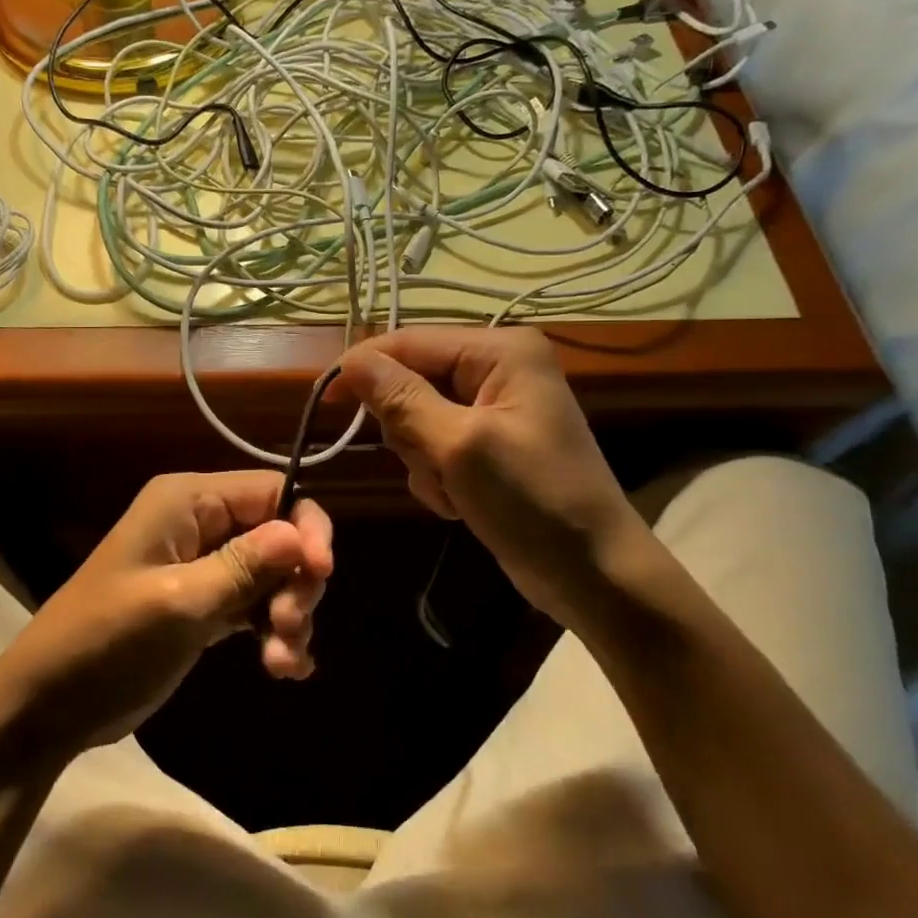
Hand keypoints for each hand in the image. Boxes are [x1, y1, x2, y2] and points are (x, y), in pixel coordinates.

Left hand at [0, 472, 332, 759]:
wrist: (49, 705)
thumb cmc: (106, 641)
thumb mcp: (178, 604)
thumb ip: (242, 567)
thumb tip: (300, 533)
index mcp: (187, 501)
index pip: (271, 491)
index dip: (305, 526)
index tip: (321, 573)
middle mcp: (199, 524)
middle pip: (278, 533)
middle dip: (295, 579)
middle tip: (290, 627)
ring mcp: (202, 566)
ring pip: (272, 574)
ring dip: (288, 614)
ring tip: (281, 661)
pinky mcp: (204, 605)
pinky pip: (255, 606)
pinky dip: (273, 633)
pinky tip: (284, 669)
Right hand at [333, 327, 646, 624]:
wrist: (593, 574)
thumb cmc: (533, 500)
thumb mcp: (459, 446)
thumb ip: (401, 398)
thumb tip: (349, 359)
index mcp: (500, 351)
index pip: (410, 342)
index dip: (363, 367)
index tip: (324, 402)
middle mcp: (496, 369)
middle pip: (410, 381)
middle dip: (410, 430)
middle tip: (436, 463)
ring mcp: (491, 409)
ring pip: (415, 420)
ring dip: (424, 461)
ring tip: (458, 489)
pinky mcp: (485, 445)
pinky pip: (433, 448)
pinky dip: (437, 478)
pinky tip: (464, 502)